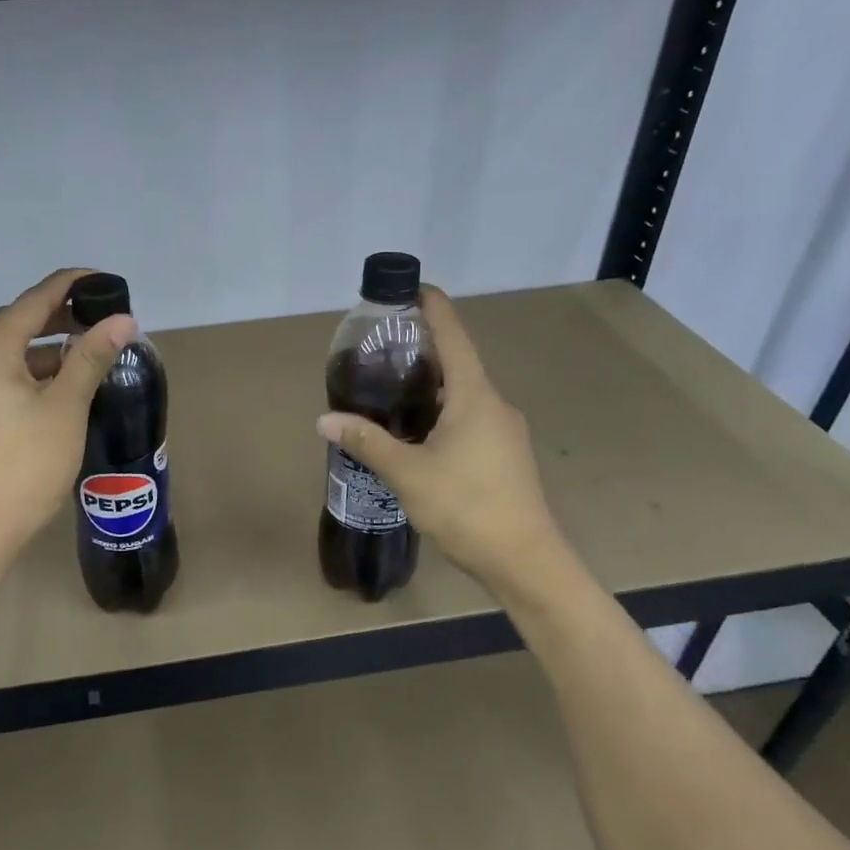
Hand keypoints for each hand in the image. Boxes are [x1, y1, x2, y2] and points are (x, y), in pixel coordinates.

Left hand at [0, 269, 134, 569]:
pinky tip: (63, 389)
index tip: (107, 280)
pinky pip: (4, 377)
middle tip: (105, 320)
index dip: (72, 284)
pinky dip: (34, 374)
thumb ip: (91, 358)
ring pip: (12, 353)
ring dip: (50, 349)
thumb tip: (123, 320)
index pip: (35, 300)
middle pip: (19, 323)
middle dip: (62, 317)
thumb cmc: (24, 466)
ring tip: (91, 354)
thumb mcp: (65, 408)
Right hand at [316, 284, 569, 595]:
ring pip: (463, 395)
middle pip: (458, 363)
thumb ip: (367, 442)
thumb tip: (324, 419)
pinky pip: (469, 418)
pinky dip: (442, 412)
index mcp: (474, 396)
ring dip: (432, 385)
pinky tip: (417, 432)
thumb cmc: (467, 506)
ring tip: (391, 388)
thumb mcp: (408, 473)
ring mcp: (504, 431)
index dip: (433, 308)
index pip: (454, 336)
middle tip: (383, 347)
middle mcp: (494, 404)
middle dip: (424, 350)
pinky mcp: (504, 455)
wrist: (525, 560)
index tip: (412, 289)